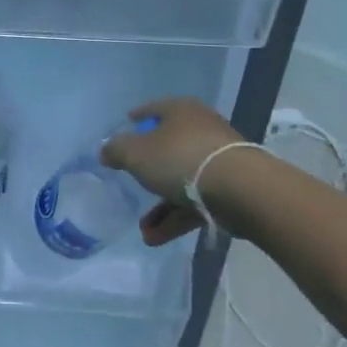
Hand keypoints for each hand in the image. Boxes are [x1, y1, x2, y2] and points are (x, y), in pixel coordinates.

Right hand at [100, 98, 243, 244]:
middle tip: (132, 182)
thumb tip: (106, 150)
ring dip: (162, 206)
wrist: (240, 189)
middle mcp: (201, 130)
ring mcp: (218, 160)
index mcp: (181, 112)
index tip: (127, 123)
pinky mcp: (230, 189)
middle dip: (148, 171)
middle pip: (169, 147)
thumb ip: (116, 150)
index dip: (139, 116)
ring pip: (182, 180)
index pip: (156, 108)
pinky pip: (197, 201)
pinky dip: (177, 218)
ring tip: (143, 230)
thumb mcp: (136, 153)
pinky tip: (156, 238)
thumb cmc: (181, 159)